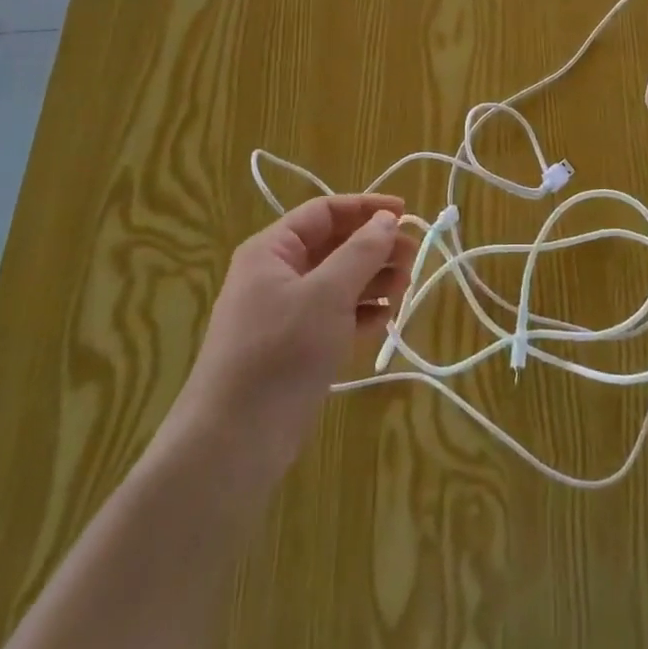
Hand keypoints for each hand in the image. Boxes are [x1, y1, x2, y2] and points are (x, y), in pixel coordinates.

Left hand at [156, 194, 415, 484]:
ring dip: (372, 280)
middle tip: (413, 259)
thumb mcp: (327, 294)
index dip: (366, 207)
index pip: (324, 212)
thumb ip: (361, 252)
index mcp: (272, 250)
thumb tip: (387, 218)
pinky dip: (360, 313)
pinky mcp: (295, 347)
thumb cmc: (280, 352)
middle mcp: (276, 274)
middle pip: (333, 245)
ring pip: (337, 281)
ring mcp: (285, 313)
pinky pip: (334, 316)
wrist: (234, 441)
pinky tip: (384, 321)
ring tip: (404, 290)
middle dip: (374, 247)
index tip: (407, 212)